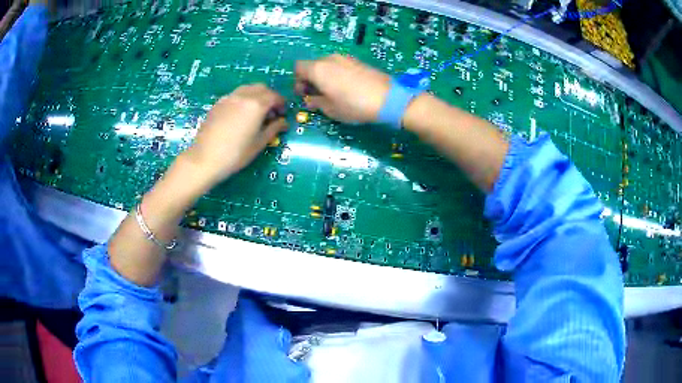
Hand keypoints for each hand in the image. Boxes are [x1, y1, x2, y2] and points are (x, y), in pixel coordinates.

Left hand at [181, 84, 286, 185]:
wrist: (205, 158)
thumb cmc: (235, 154)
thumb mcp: (259, 143)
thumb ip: (273, 129)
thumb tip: (284, 123)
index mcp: (256, 105)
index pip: (274, 96)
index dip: (281, 104)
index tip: (282, 114)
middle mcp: (243, 96)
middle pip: (262, 88)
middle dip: (269, 97)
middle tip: (270, 112)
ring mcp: (229, 98)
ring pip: (247, 88)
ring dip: (256, 96)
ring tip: (255, 112)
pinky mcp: (218, 104)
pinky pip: (235, 95)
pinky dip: (243, 99)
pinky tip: (240, 115)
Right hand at [295, 54, 390, 123]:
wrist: (388, 99)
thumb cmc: (354, 105)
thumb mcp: (330, 109)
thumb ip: (315, 102)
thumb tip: (310, 99)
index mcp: (318, 69)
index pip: (298, 67)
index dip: (298, 81)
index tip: (304, 93)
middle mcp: (330, 59)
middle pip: (312, 65)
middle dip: (311, 79)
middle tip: (317, 95)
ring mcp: (345, 58)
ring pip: (327, 65)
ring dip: (324, 76)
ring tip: (333, 92)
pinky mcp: (358, 61)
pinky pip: (340, 66)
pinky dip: (337, 74)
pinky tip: (346, 88)